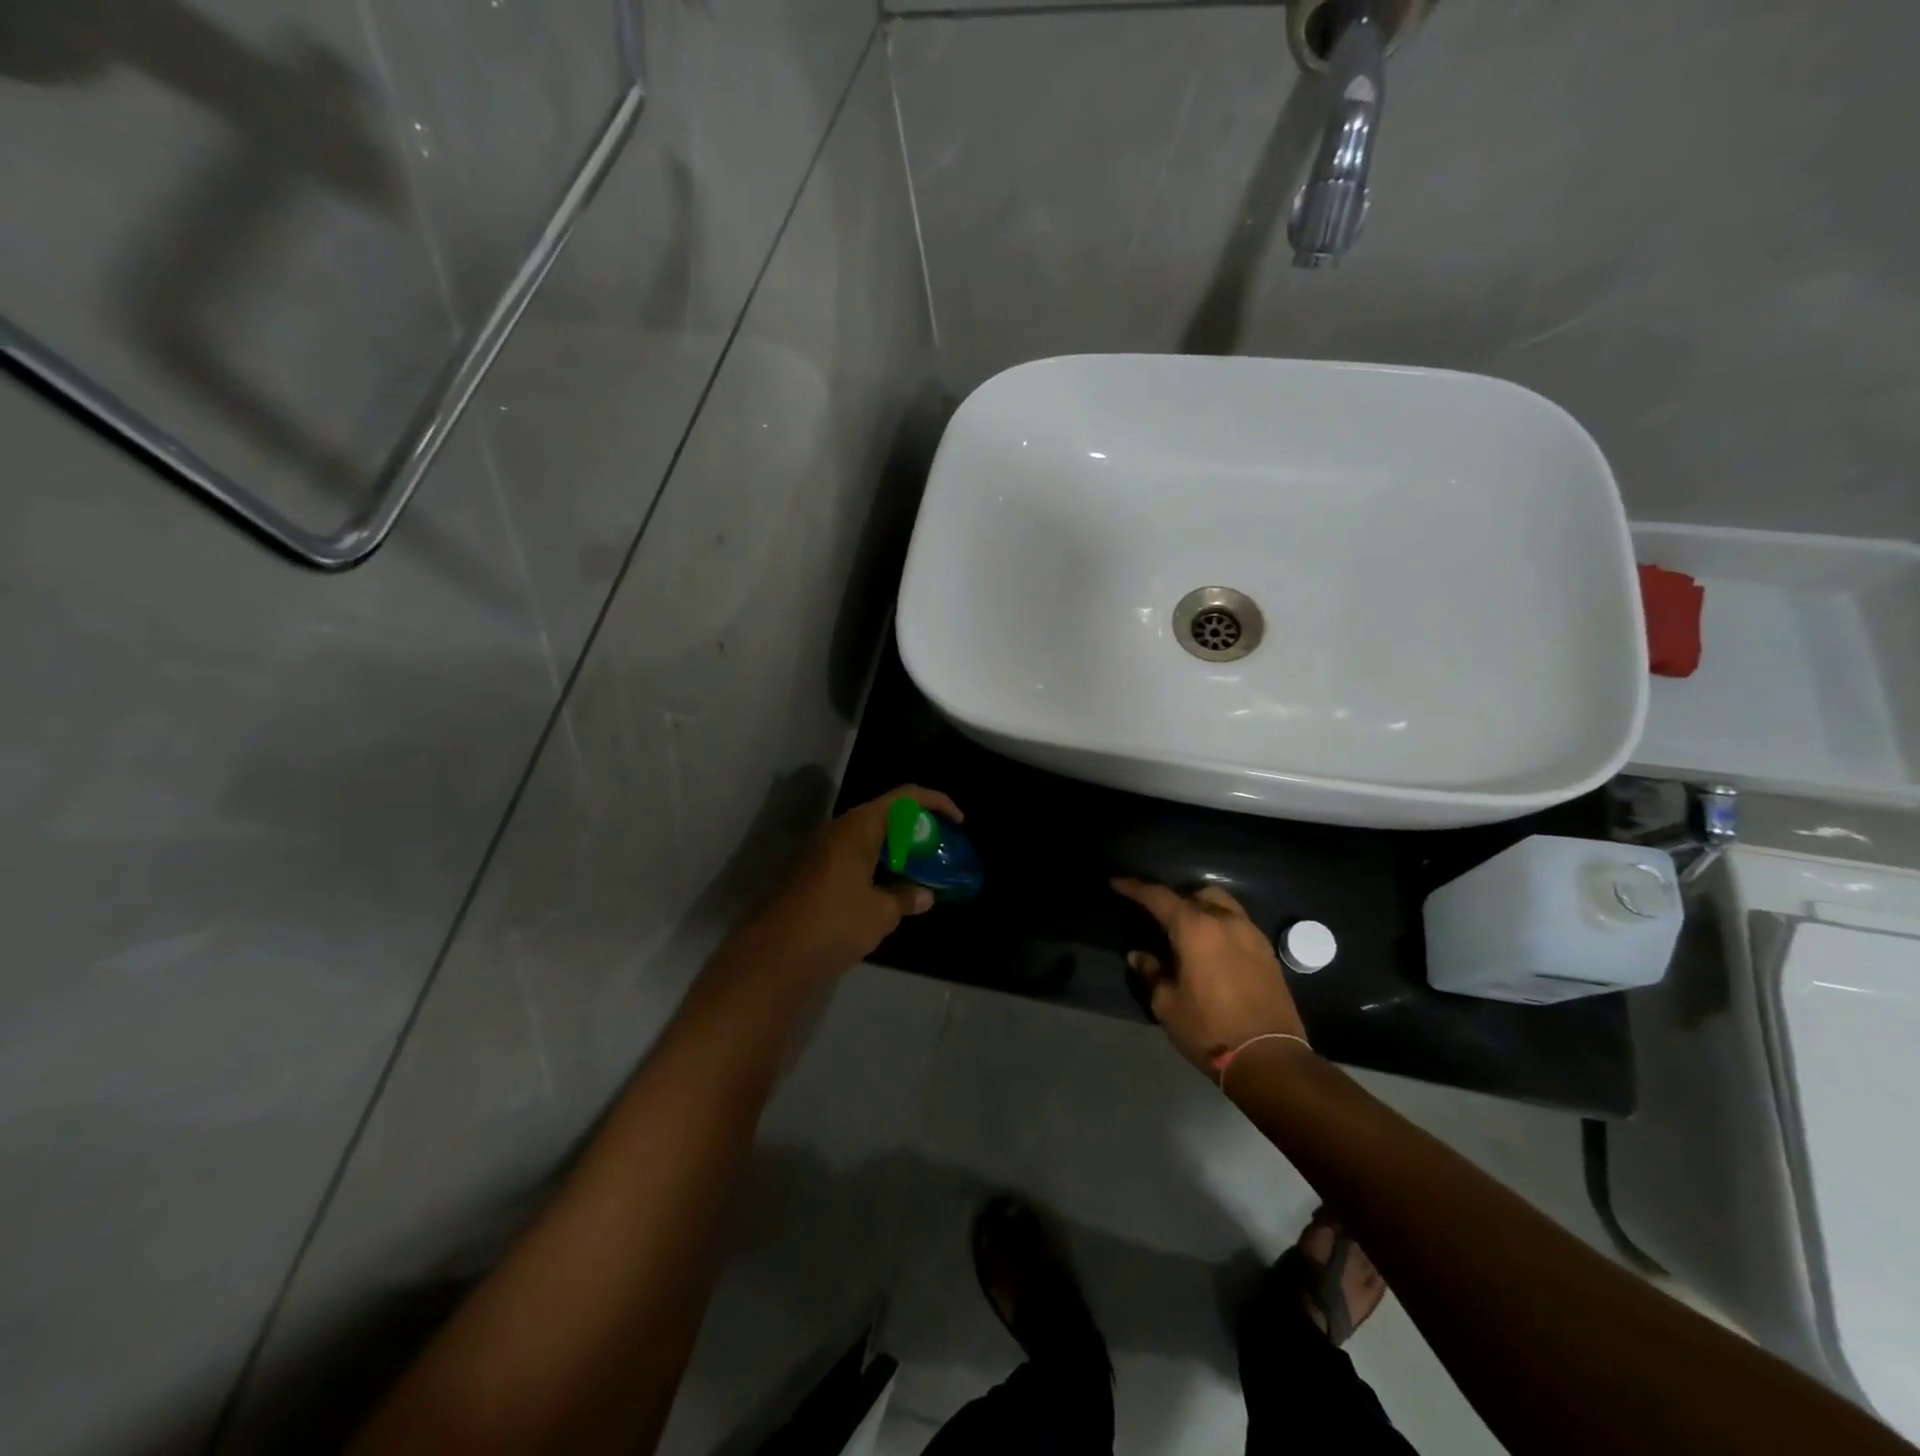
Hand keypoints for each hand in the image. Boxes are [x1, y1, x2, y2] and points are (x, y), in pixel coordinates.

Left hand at [743, 786, 962, 978]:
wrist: (779, 952)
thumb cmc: (837, 921)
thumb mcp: (882, 912)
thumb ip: (907, 897)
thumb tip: (925, 895)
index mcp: (860, 826)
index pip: (905, 797)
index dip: (936, 802)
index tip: (958, 821)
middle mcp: (841, 829)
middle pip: (887, 812)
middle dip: (917, 827)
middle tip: (939, 848)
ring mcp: (825, 849)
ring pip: (870, 835)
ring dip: (897, 847)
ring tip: (922, 868)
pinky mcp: (816, 870)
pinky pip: (856, 854)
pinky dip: (878, 862)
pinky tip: (892, 887)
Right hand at [1112, 879, 1307, 1074]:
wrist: (1270, 1059)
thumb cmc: (1209, 1029)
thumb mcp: (1167, 1005)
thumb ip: (1152, 973)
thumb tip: (1139, 956)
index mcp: (1195, 928)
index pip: (1158, 896)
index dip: (1135, 888)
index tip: (1117, 883)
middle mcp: (1225, 921)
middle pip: (1195, 893)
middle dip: (1172, 898)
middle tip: (1157, 914)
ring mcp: (1251, 934)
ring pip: (1222, 903)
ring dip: (1201, 906)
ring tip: (1187, 927)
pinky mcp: (1267, 952)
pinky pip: (1238, 923)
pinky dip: (1220, 924)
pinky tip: (1213, 946)